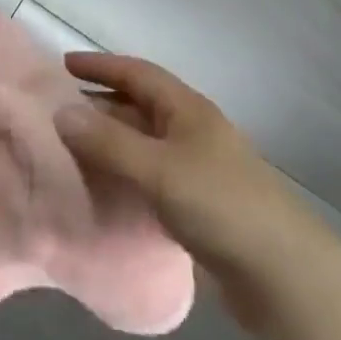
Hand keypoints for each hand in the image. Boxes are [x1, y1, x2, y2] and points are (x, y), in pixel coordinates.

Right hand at [55, 53, 340, 329]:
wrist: (282, 275)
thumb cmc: (220, 204)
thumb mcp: (159, 169)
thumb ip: (109, 142)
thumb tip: (61, 113)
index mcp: (186, 108)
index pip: (137, 73)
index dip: (101, 66)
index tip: (63, 65)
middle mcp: (191, 129)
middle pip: (139, 106)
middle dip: (100, 104)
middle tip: (58, 111)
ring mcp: (197, 168)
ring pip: (144, 143)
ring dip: (111, 142)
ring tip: (71, 149)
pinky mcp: (198, 205)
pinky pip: (151, 176)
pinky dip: (125, 175)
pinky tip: (105, 189)